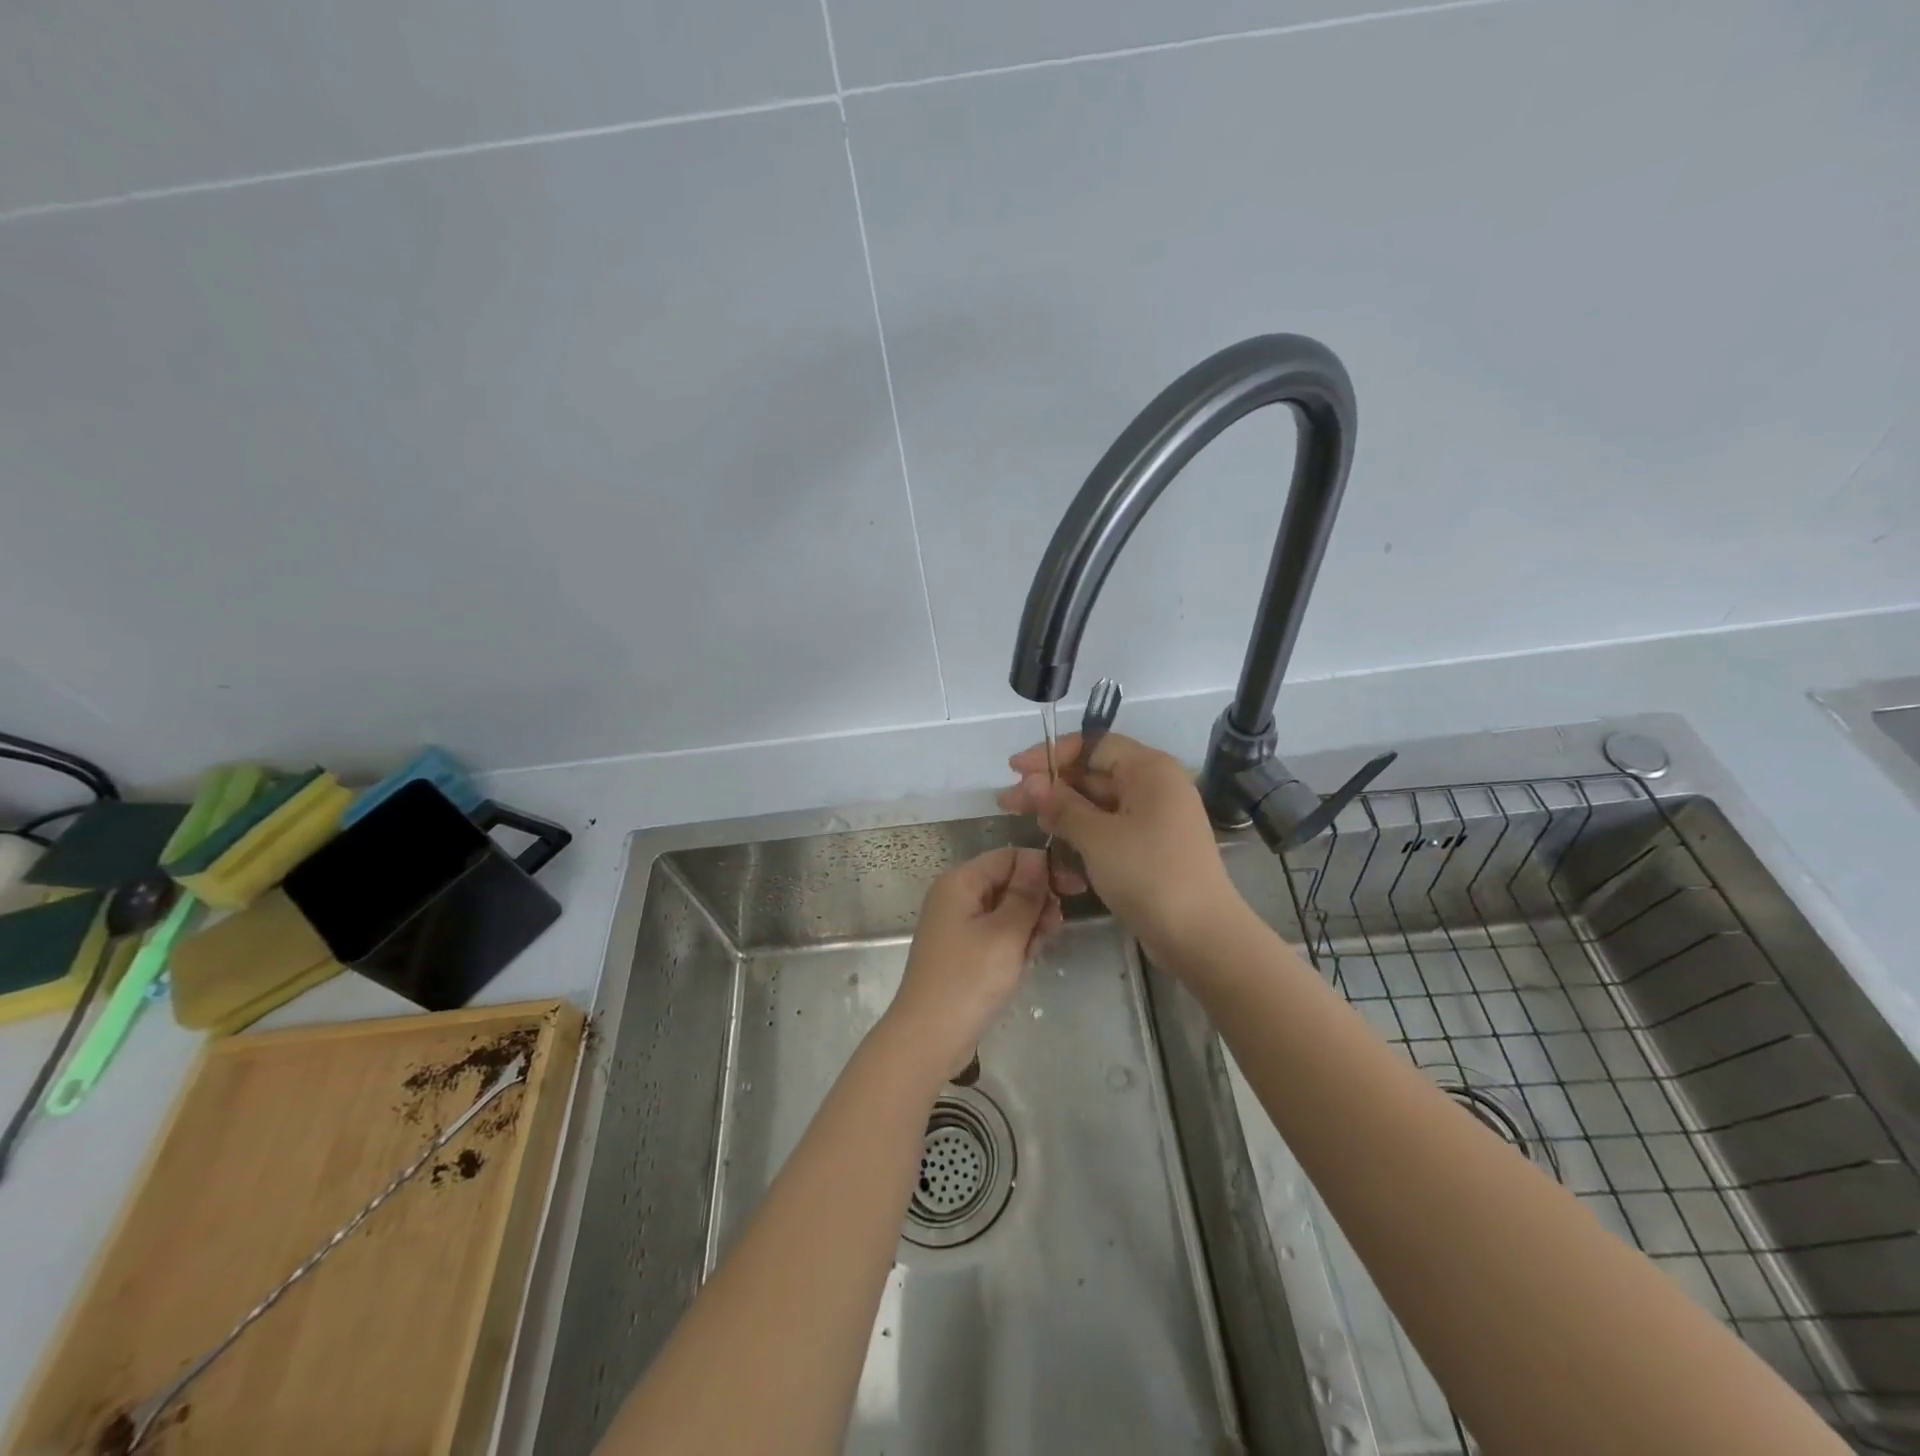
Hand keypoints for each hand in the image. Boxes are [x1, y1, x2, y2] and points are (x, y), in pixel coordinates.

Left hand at [884, 847, 1060, 1078]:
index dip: (1044, 869)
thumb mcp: (1006, 933)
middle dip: (1036, 902)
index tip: (1074, 891)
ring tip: (1035, 952)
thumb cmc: (969, 980)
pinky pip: (997, 933)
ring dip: (1029, 925)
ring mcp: (958, 924)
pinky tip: (1023, 963)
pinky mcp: (963, 950)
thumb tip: (1039, 858)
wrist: (929, 1038)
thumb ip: (1026, 893)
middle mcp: (956, 896)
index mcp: (961, 881)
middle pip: (1010, 882)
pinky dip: (1014, 943)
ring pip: (1007, 910)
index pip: (1011, 857)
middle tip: (1052, 930)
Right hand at [997, 731, 1238, 954]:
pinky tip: (1055, 844)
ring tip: (1027, 822)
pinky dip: (1083, 832)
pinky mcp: (1151, 848)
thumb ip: (1061, 805)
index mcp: (1149, 770)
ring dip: (1063, 811)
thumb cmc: (1148, 875)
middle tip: (1008, 802)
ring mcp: (1155, 819)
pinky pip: (1111, 828)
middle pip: (1095, 773)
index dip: (1051, 754)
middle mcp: (1155, 786)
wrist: (1201, 937)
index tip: (1015, 769)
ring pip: (1100, 804)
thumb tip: (1030, 783)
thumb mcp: (1097, 837)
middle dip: (1051, 786)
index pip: (1093, 744)